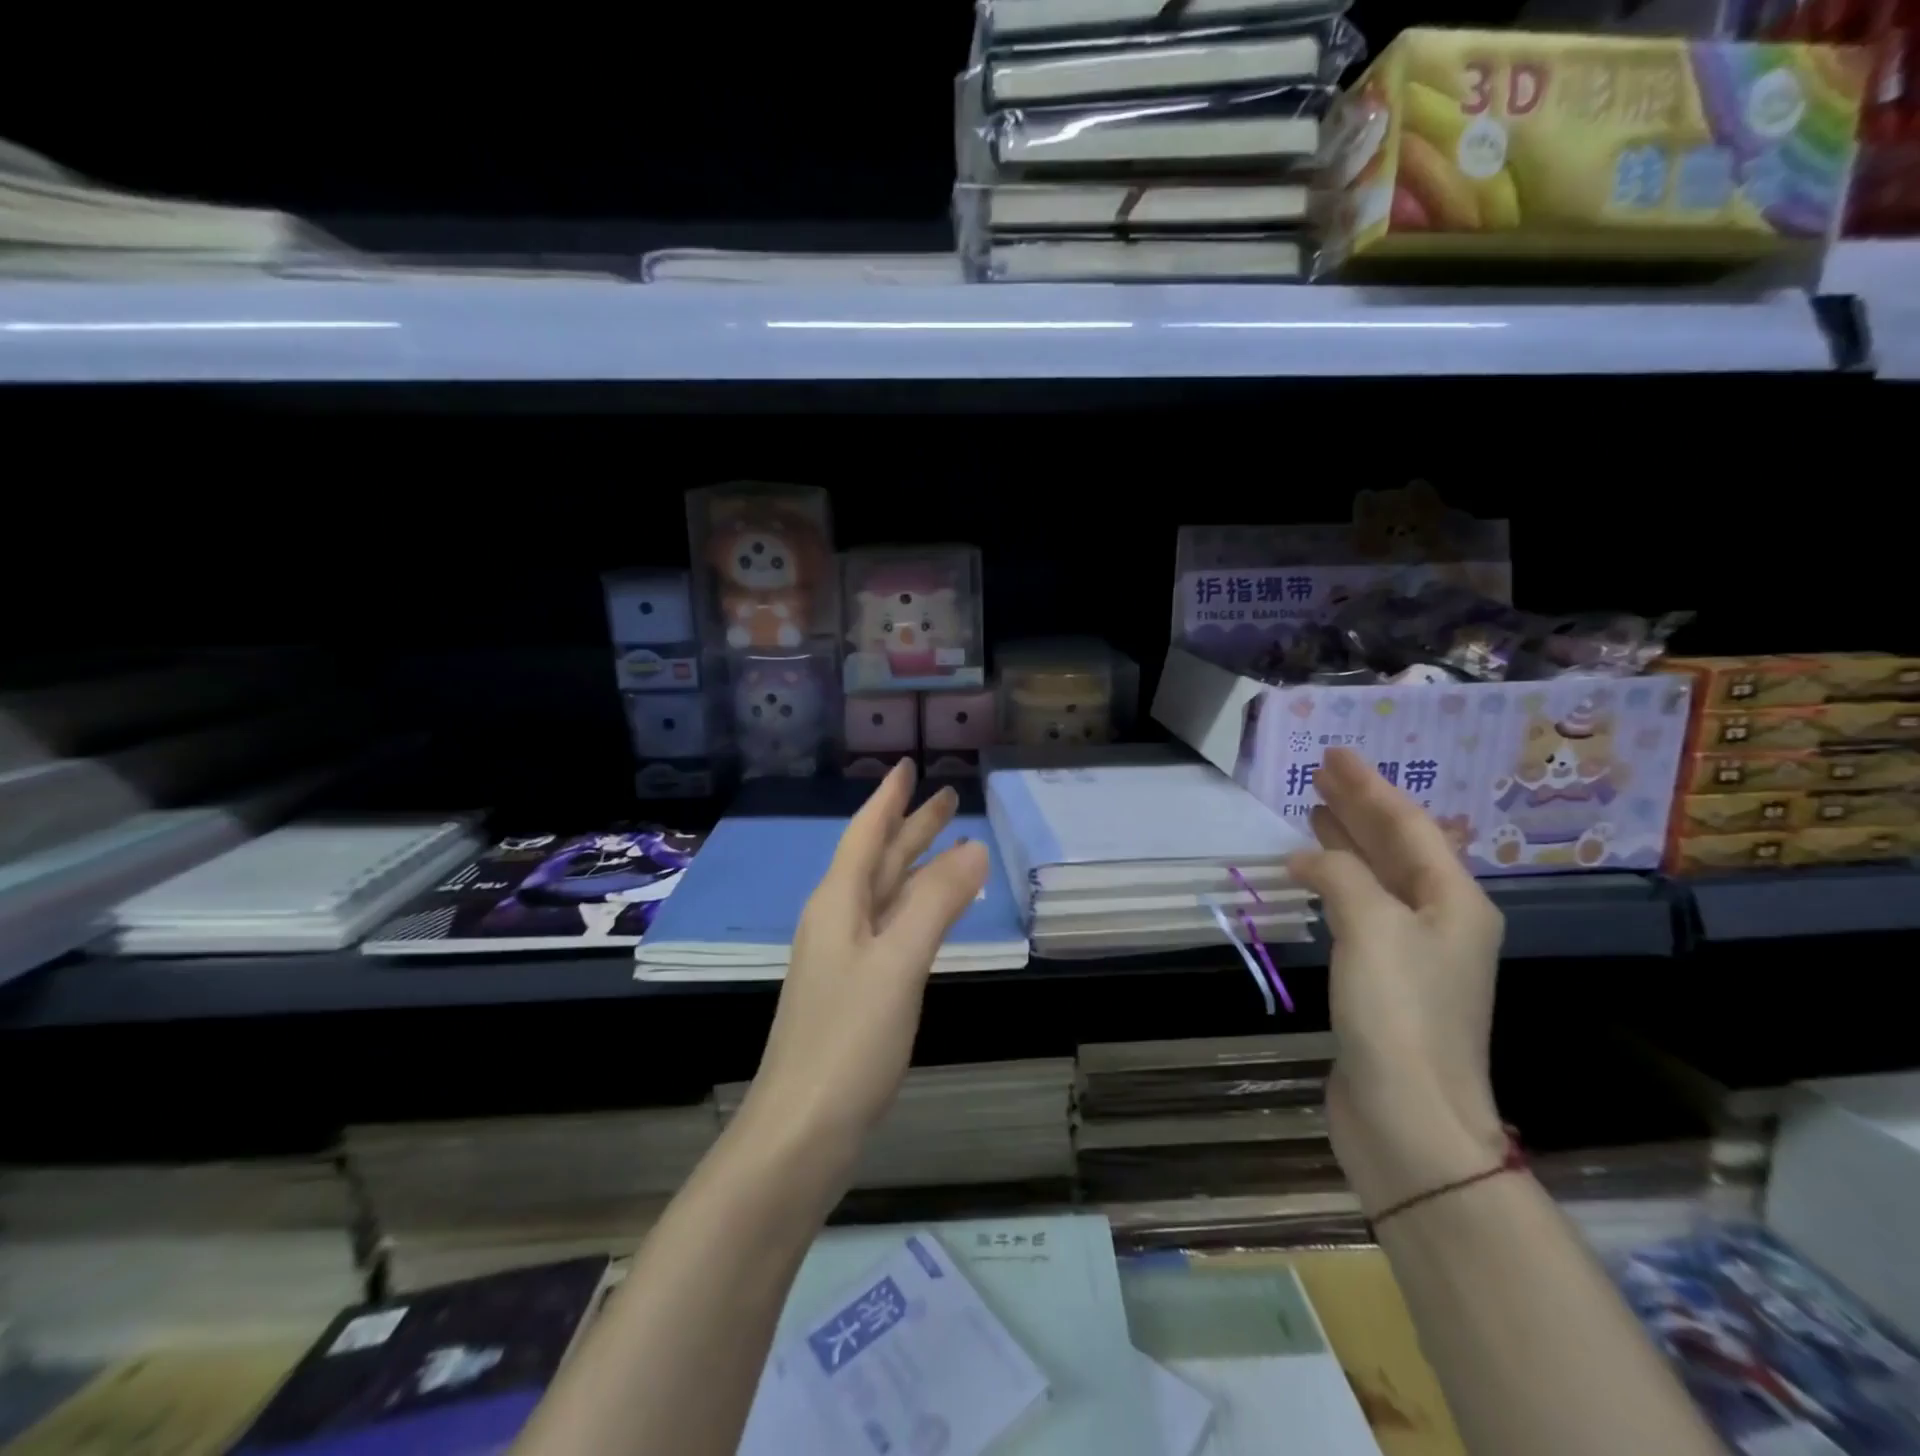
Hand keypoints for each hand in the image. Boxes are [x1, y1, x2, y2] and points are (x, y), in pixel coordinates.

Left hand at [741, 761, 988, 1172]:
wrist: (800, 1133)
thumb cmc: (847, 1041)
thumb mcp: (898, 963)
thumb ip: (937, 903)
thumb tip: (974, 847)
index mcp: (838, 904)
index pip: (867, 834)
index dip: (889, 799)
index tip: (907, 765)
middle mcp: (837, 921)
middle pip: (879, 860)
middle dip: (911, 827)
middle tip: (947, 797)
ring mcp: (844, 958)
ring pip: (886, 895)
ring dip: (916, 866)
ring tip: (950, 844)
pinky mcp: (856, 991)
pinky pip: (892, 929)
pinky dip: (917, 909)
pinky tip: (932, 915)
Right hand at [1286, 748, 1507, 1214]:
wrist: (1409, 1117)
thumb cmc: (1398, 1013)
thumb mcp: (1371, 927)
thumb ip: (1340, 876)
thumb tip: (1309, 859)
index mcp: (1454, 901)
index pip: (1408, 826)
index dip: (1370, 787)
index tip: (1335, 754)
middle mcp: (1440, 921)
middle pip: (1396, 848)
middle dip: (1359, 808)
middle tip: (1320, 774)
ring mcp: (1412, 954)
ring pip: (1377, 879)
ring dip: (1346, 843)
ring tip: (1314, 812)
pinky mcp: (1383, 981)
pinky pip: (1359, 911)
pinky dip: (1335, 884)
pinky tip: (1312, 877)